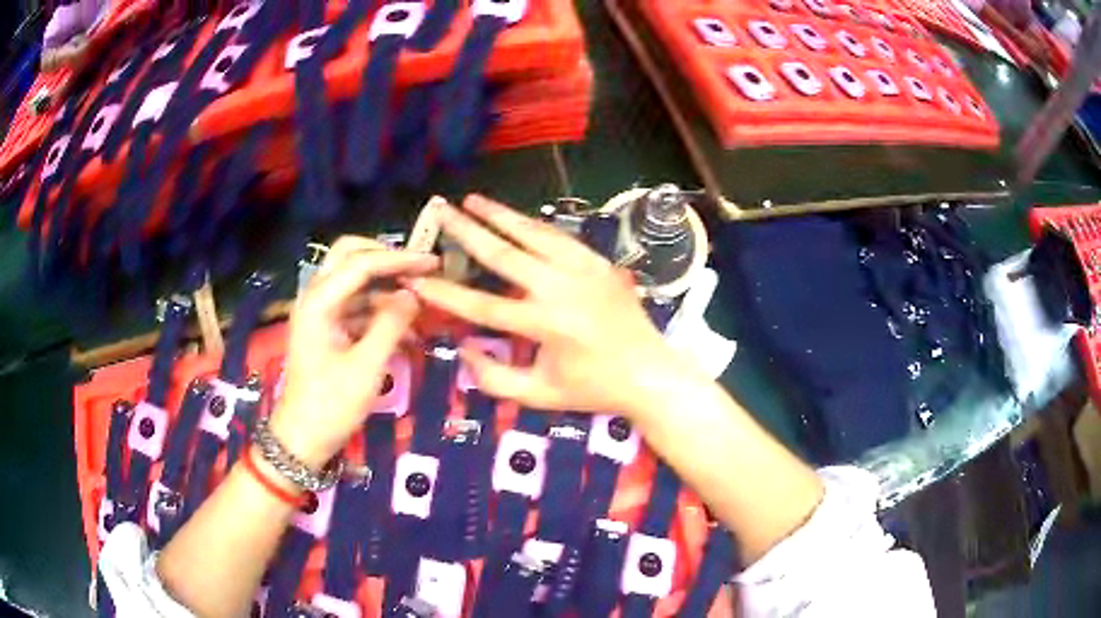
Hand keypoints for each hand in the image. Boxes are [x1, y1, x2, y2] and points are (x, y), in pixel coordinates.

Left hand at [271, 237, 438, 468]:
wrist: (303, 439)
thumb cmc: (331, 405)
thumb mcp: (367, 366)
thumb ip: (391, 324)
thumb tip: (414, 294)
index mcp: (319, 302)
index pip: (361, 263)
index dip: (399, 259)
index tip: (432, 263)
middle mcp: (316, 298)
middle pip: (350, 258)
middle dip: (386, 258)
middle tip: (419, 268)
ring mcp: (321, 314)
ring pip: (355, 283)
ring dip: (386, 287)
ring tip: (421, 300)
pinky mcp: (328, 330)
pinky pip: (356, 308)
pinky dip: (380, 312)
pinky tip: (407, 329)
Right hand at [406, 195, 685, 415]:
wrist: (650, 373)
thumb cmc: (593, 389)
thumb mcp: (540, 395)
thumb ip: (496, 378)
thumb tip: (465, 348)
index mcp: (546, 325)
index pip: (482, 306)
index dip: (444, 293)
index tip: (415, 278)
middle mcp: (563, 289)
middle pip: (505, 254)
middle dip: (468, 231)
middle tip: (442, 210)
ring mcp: (585, 270)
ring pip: (535, 234)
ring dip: (502, 215)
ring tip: (474, 200)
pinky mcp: (600, 263)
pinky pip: (561, 238)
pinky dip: (535, 226)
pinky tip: (518, 219)